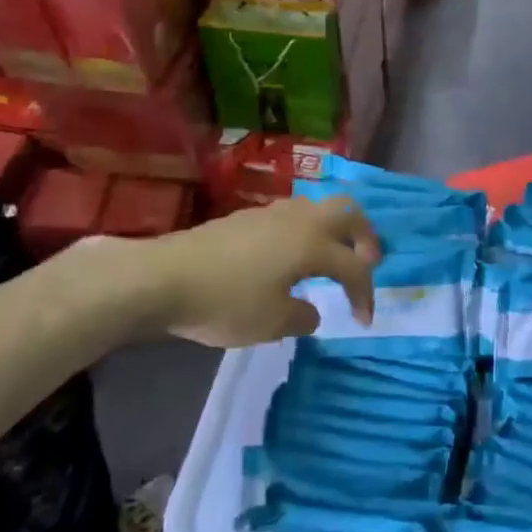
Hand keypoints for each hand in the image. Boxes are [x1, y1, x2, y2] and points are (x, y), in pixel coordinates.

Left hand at [148, 196, 380, 347]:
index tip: (364, 320)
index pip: (354, 267)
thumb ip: (302, 317)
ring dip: (334, 230)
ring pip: (318, 208)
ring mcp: (272, 213)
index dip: (365, 293)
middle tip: (367, 262)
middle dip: (364, 237)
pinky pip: (293, 215)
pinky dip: (305, 232)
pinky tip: (290, 257)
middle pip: (348, 212)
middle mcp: (300, 219)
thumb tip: (310, 310)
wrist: (164, 277)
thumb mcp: (270, 323)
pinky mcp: (248, 216)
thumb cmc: (225, 301)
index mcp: (313, 244)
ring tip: (329, 258)